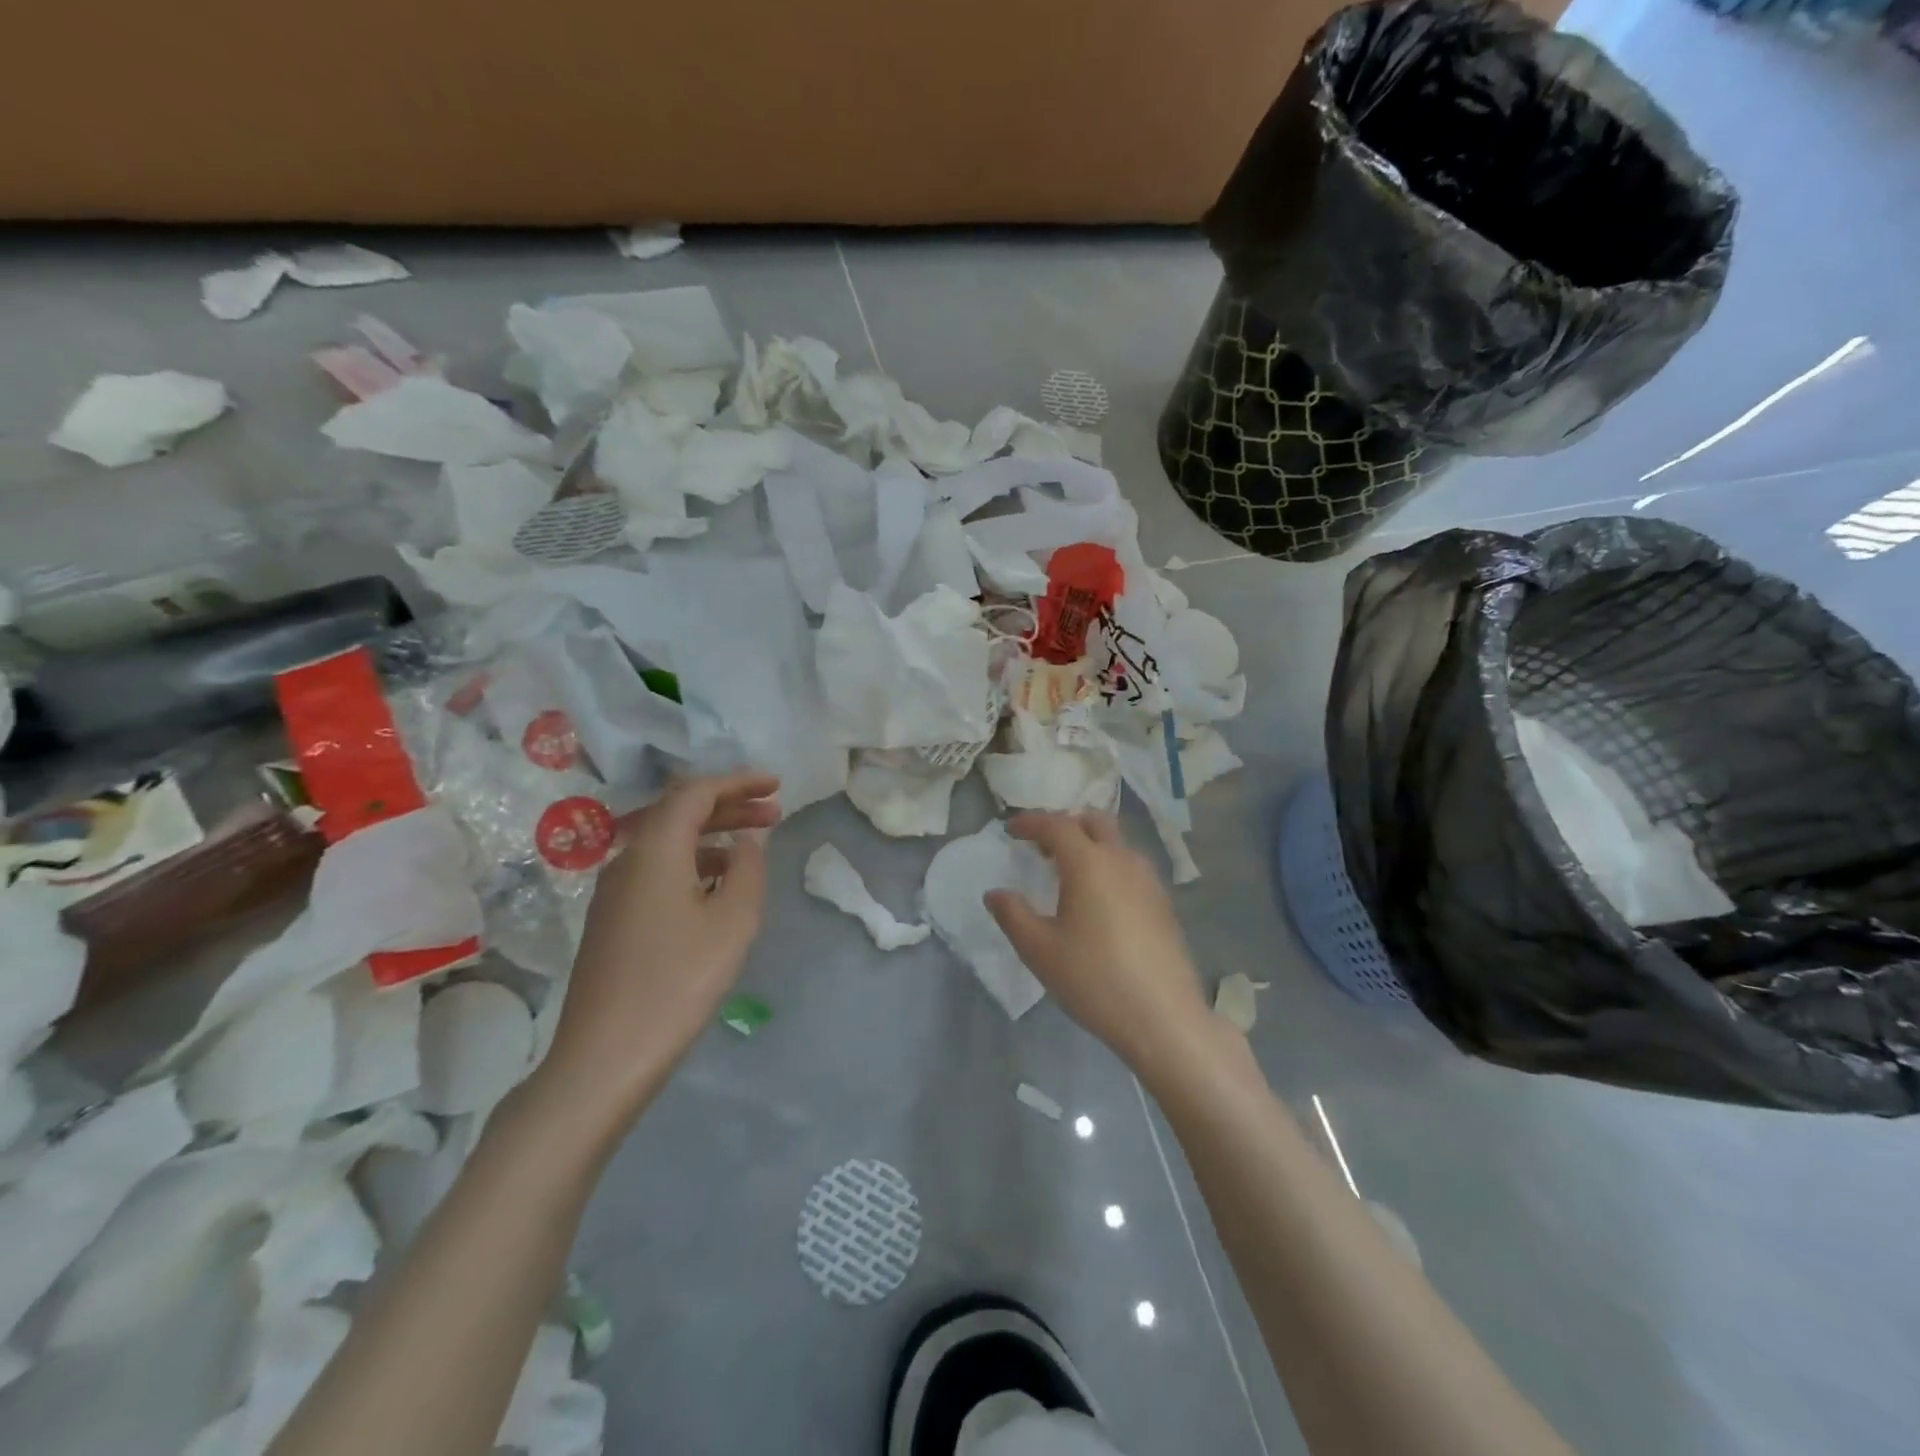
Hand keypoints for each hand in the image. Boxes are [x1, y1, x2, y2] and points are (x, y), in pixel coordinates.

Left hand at [541, 772, 779, 1125]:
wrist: (605, 1056)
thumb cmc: (678, 982)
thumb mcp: (733, 922)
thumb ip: (748, 869)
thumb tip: (747, 841)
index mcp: (655, 850)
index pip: (696, 792)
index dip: (738, 782)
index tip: (776, 785)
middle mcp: (627, 859)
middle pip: (679, 813)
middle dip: (730, 806)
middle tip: (774, 812)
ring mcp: (614, 891)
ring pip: (668, 843)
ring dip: (713, 836)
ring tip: (753, 849)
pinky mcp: (613, 920)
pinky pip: (658, 871)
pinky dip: (694, 863)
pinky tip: (718, 888)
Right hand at [985, 811, 1214, 1077]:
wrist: (1163, 1018)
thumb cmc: (1093, 978)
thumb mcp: (1039, 950)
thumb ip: (1012, 915)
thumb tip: (996, 893)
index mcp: (1088, 863)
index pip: (1056, 825)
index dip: (1031, 822)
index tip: (1011, 829)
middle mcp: (1122, 860)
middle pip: (1094, 822)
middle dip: (1066, 825)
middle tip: (1042, 847)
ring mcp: (1149, 881)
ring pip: (1117, 843)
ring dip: (1091, 845)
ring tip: (1070, 874)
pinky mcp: (1164, 904)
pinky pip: (1132, 867)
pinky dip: (1110, 866)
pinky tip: (1101, 901)